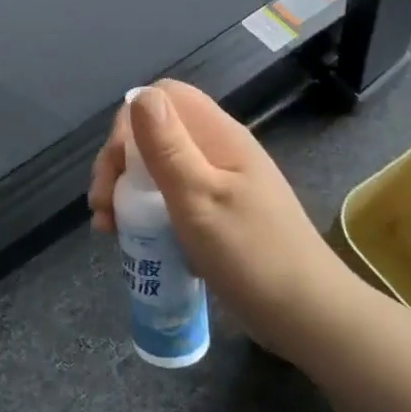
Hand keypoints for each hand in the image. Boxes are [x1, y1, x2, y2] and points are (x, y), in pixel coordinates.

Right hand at [88, 81, 354, 349]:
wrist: (308, 317)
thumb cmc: (251, 255)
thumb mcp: (199, 198)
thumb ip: (168, 146)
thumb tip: (140, 94)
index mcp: (219, 136)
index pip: (165, 96)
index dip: (130, 121)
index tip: (116, 166)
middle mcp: (218, 150)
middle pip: (155, 131)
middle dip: (119, 161)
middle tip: (102, 204)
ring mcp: (218, 182)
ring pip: (158, 165)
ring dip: (125, 188)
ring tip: (108, 226)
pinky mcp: (216, 212)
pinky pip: (170, 195)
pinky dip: (144, 210)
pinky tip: (130, 235)